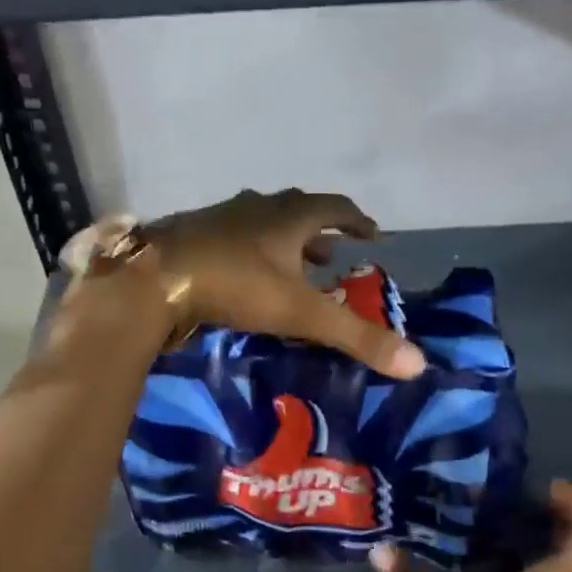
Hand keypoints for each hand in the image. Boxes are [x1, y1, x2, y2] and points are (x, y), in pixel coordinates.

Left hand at [147, 189, 426, 378]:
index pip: (336, 208)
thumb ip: (357, 338)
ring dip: (284, 242)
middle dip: (320, 232)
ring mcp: (220, 218)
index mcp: (289, 216)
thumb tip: (418, 363)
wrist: (153, 279)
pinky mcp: (192, 234)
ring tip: (294, 267)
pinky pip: (232, 237)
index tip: (374, 234)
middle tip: (334, 254)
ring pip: (262, 223)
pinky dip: (250, 252)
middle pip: (298, 211)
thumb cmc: (235, 285)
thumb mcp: (302, 315)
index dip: (358, 220)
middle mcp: (257, 208)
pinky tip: (242, 275)